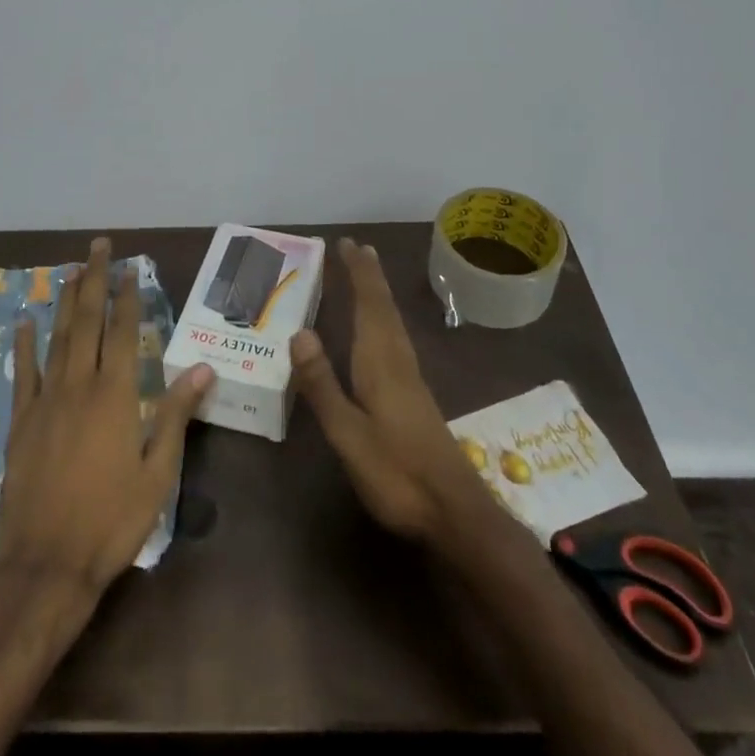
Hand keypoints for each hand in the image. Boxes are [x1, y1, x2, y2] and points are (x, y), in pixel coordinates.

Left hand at [0, 237, 213, 600]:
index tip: (131, 268)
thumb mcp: (158, 473)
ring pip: (57, 338)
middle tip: (99, 247)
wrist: (47, 565)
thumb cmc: (112, 521)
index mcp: (116, 396)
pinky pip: (24, 373)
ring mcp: (46, 401)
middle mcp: (79, 386)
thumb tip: (204, 368)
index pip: (124, 332)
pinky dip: (25, 345)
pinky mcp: (21, 422)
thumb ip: (177, 414)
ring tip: (73, 270)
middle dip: (95, 281)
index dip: (128, 297)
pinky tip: (26, 323)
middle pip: (88, 322)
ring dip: (66, 302)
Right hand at [291, 237, 503, 553]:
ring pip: (393, 324)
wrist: (455, 511)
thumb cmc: (396, 473)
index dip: (359, 275)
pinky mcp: (416, 397)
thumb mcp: (348, 434)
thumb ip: (323, 385)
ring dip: (379, 295)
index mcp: (380, 364)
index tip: (347, 244)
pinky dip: (385, 320)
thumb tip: (299, 332)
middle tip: (358, 248)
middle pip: (384, 309)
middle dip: (370, 277)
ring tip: (369, 276)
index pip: (369, 307)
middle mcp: (398, 362)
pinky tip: (382, 332)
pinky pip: (396, 340)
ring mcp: (411, 380)